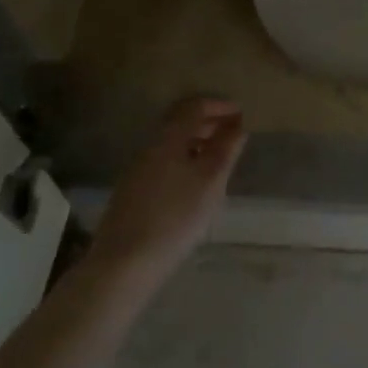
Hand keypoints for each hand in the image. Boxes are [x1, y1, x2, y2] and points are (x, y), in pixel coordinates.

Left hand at [91, 98, 247, 283]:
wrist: (124, 262)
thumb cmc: (175, 217)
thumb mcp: (211, 182)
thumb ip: (226, 150)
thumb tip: (238, 126)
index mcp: (168, 138)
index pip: (195, 106)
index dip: (220, 105)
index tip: (242, 113)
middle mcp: (150, 146)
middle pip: (180, 121)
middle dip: (209, 121)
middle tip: (234, 132)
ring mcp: (137, 168)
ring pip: (171, 142)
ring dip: (197, 140)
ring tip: (220, 156)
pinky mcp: (132, 189)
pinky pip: (164, 160)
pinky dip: (184, 158)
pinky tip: (195, 180)